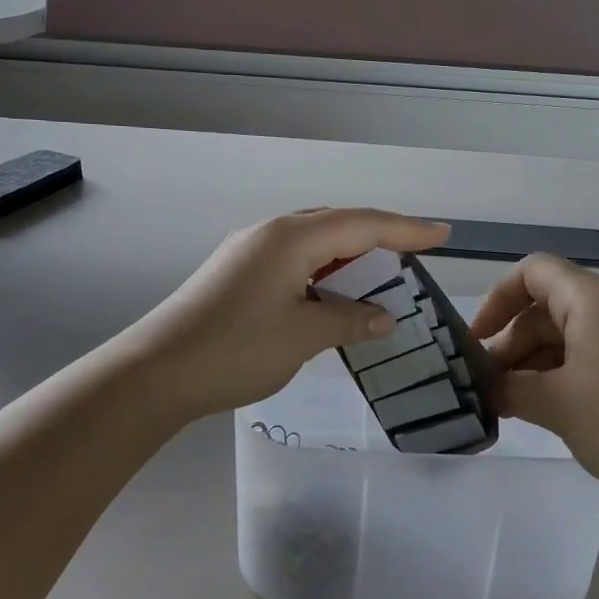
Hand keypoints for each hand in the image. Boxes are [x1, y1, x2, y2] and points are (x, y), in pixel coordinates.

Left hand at [122, 208, 450, 421]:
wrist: (155, 373)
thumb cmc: (235, 349)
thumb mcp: (303, 336)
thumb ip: (350, 321)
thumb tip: (384, 317)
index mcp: (291, 238)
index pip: (362, 224)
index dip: (406, 229)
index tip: (444, 234)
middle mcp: (270, 234)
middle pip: (337, 225)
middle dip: (379, 237)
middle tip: (415, 255)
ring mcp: (248, 252)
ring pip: (313, 243)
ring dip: (349, 258)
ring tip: (380, 277)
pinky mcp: (235, 274)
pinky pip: (293, 261)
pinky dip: (322, 273)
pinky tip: (332, 295)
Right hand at [469, 254, 598, 505]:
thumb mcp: (556, 404)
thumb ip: (509, 388)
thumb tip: (485, 387)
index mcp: (592, 298)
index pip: (531, 272)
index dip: (496, 300)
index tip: (475, 341)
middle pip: (547, 305)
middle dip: (512, 341)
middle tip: (489, 386)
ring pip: (569, 333)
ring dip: (536, 362)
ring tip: (513, 404)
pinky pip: (593, 353)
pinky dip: (564, 373)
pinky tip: (550, 408)